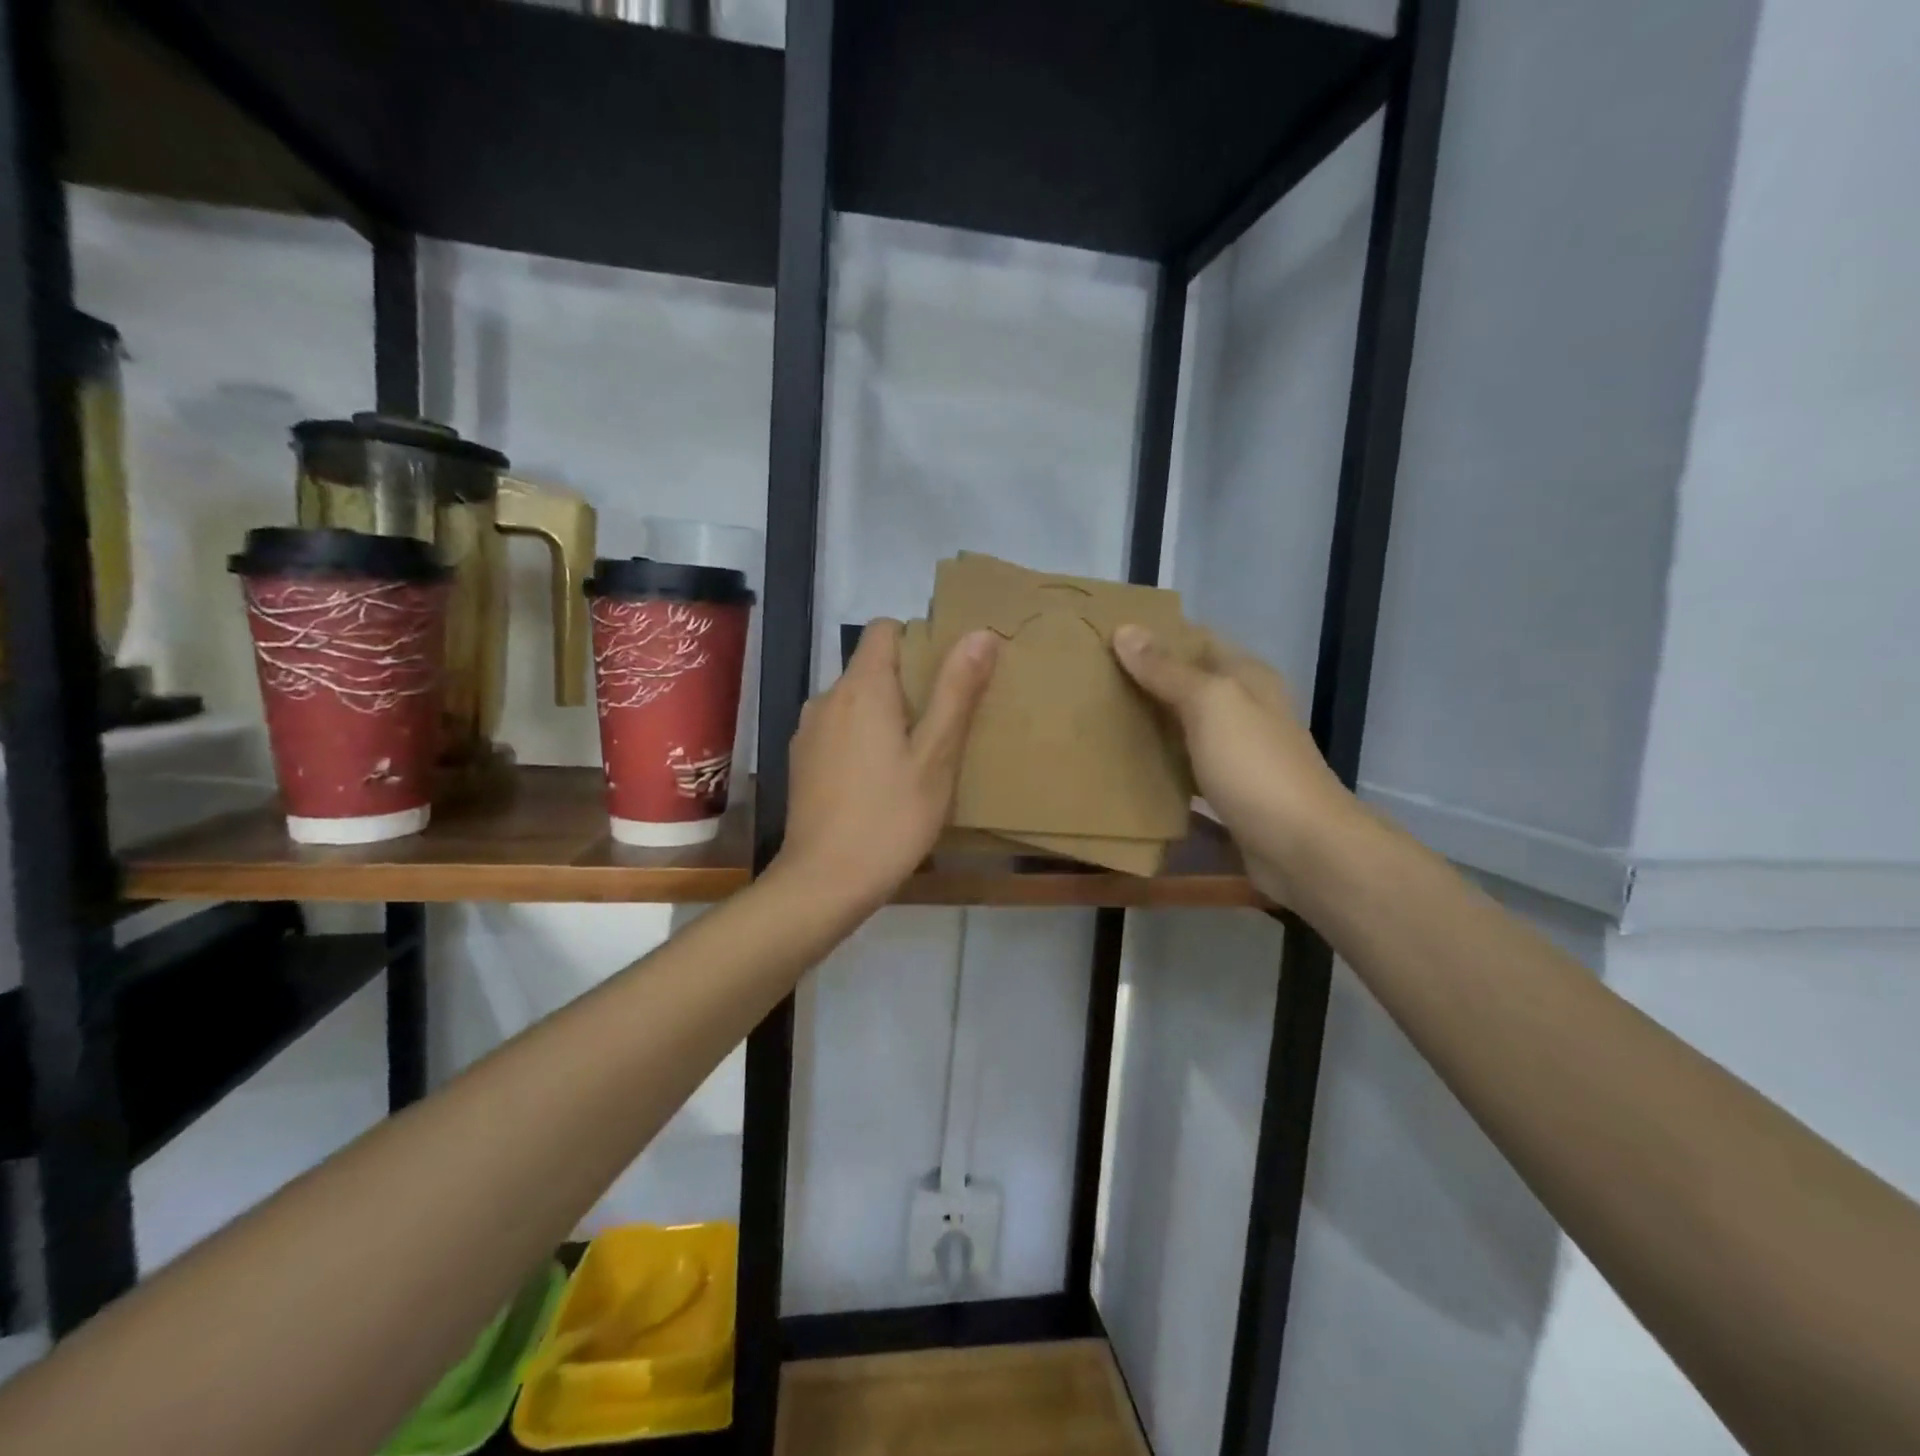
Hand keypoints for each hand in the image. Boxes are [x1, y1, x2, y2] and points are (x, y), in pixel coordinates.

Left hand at [776, 618, 998, 912]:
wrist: (825, 881)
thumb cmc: (891, 817)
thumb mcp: (937, 756)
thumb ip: (956, 691)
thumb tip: (980, 633)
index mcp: (862, 687)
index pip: (884, 629)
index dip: (918, 640)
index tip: (945, 675)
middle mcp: (827, 698)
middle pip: (870, 666)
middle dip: (907, 683)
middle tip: (943, 724)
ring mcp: (808, 731)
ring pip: (854, 702)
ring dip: (884, 714)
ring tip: (916, 755)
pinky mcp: (801, 761)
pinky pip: (839, 730)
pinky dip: (861, 738)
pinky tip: (880, 780)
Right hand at [1113, 625, 1356, 903]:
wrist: (1301, 847)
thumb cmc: (1255, 766)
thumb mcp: (1210, 705)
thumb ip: (1167, 670)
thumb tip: (1125, 629)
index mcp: (1247, 677)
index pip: (1196, 641)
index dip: (1155, 636)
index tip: (1106, 638)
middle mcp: (1245, 708)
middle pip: (1189, 684)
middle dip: (1146, 680)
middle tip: (1092, 681)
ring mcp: (1239, 752)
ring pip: (1186, 725)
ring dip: (1151, 722)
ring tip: (1100, 718)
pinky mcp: (1229, 790)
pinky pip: (1187, 766)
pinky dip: (1161, 762)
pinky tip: (1128, 765)